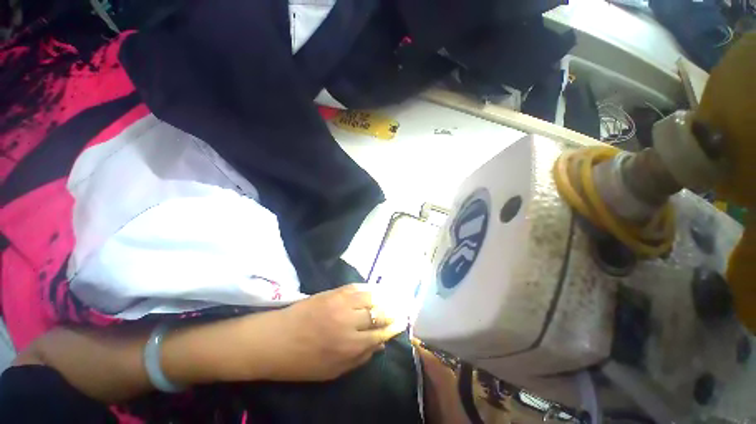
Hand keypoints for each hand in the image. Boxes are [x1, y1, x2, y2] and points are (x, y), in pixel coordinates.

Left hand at [246, 284, 405, 380]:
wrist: (275, 339)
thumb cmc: (303, 361)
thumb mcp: (332, 371)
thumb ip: (360, 358)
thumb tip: (380, 345)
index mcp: (350, 346)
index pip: (380, 334)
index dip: (393, 328)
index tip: (402, 322)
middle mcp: (350, 322)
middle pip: (379, 313)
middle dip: (393, 311)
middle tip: (402, 308)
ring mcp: (341, 303)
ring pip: (371, 296)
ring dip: (384, 296)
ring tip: (393, 296)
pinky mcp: (333, 292)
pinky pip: (357, 286)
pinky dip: (369, 287)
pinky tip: (375, 288)